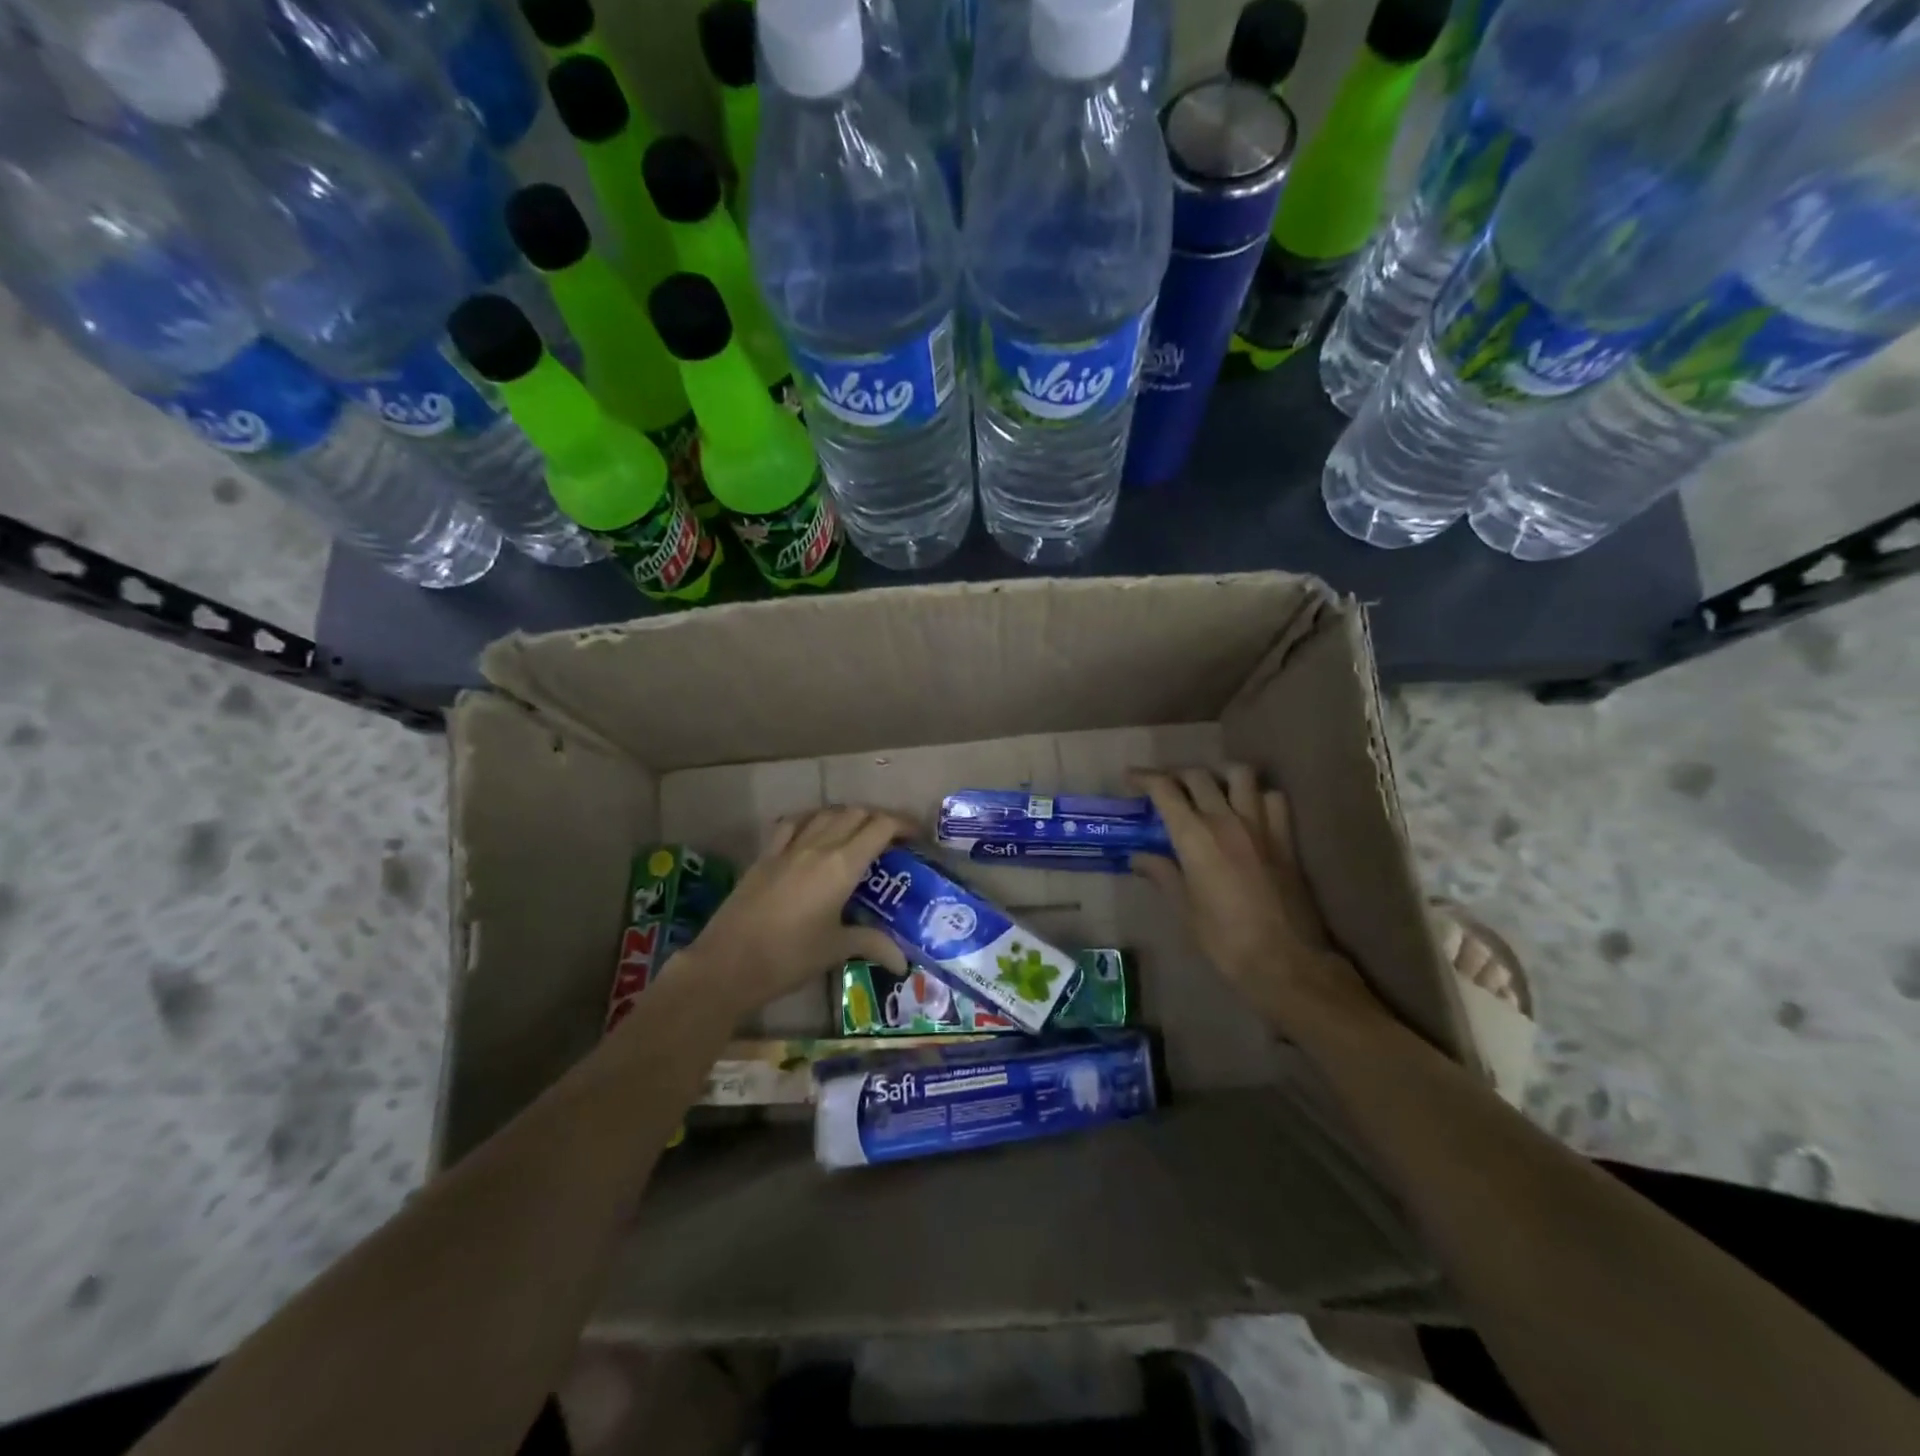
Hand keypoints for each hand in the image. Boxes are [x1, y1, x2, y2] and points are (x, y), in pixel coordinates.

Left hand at [682, 806, 914, 1011]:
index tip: (916, 836)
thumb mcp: (835, 949)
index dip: (902, 825)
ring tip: (858, 834)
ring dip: (847, 816)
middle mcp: (818, 846)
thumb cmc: (789, 957)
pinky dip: (811, 820)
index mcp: (842, 865)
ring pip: (825, 814)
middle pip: (856, 814)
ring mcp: (788, 848)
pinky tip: (813, 832)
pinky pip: (792, 824)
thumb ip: (872, 943)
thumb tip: (903, 961)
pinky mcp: (765, 856)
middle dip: (879, 819)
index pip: (880, 827)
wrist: (727, 963)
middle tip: (891, 840)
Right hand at [1132, 767, 1380, 1024]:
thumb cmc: (1225, 940)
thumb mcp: (1184, 908)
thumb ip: (1162, 873)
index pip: (1165, 790)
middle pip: (1198, 776)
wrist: (1285, 961)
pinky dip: (1257, 795)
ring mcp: (1261, 825)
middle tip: (1164, 788)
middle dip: (1176, 775)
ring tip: (1209, 789)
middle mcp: (1226, 819)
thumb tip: (1139, 856)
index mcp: (1195, 836)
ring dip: (1219, 775)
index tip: (1130, 778)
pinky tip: (1248, 810)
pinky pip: (1273, 798)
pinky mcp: (1286, 838)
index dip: (1144, 778)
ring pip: (1240, 774)